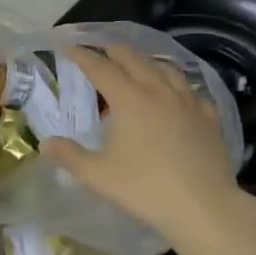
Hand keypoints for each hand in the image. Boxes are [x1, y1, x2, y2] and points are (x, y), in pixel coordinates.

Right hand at [42, 45, 242, 235]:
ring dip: (147, 62)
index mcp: (129, 99)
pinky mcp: (209, 118)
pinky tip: (178, 95)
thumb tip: (46, 144)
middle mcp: (158, 91)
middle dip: (114, 51)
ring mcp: (188, 102)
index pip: (100, 67)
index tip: (69, 47)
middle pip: (134, 59)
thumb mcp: (99, 176)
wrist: (204, 207)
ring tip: (138, 66)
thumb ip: (70, 157)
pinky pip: (192, 91)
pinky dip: (178, 86)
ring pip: (166, 69)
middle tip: (100, 50)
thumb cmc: (146, 189)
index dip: (83, 55)